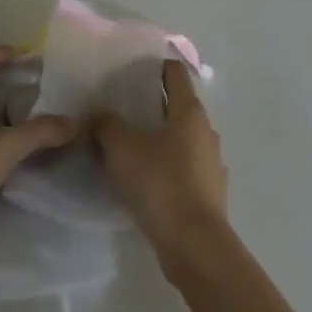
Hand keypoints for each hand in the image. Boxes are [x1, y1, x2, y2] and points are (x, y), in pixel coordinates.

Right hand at [94, 60, 227, 275]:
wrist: (194, 245)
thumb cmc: (160, 184)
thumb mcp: (122, 148)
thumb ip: (107, 124)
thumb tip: (100, 115)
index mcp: (190, 112)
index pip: (175, 74)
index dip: (154, 67)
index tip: (130, 71)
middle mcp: (206, 131)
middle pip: (176, 107)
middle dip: (150, 105)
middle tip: (118, 109)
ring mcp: (211, 163)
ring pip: (180, 139)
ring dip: (157, 138)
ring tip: (126, 146)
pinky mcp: (208, 192)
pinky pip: (182, 168)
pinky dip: (164, 166)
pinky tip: (142, 180)